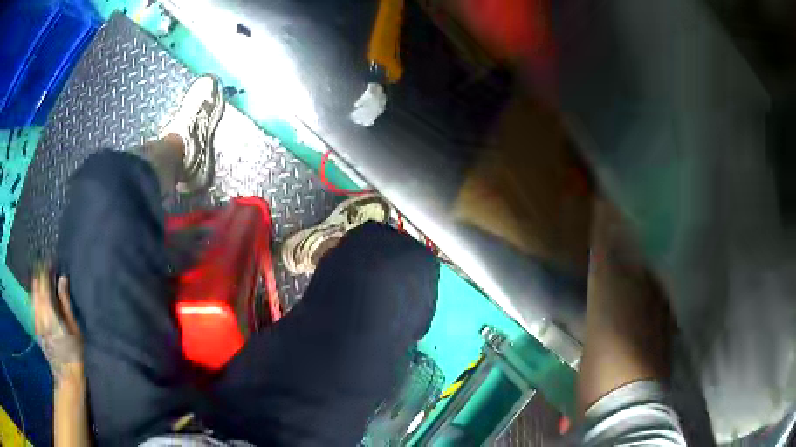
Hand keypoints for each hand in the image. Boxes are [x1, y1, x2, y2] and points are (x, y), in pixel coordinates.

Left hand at [33, 264, 81, 379]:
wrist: (67, 376)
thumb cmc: (74, 353)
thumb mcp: (74, 328)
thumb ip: (65, 302)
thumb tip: (62, 278)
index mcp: (48, 310)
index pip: (43, 282)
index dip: (46, 270)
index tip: (50, 260)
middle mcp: (39, 312)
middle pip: (36, 287)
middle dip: (39, 275)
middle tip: (45, 267)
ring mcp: (36, 320)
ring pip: (33, 296)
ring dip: (36, 286)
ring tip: (41, 278)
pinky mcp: (36, 327)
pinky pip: (33, 306)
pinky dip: (35, 297)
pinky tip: (37, 296)